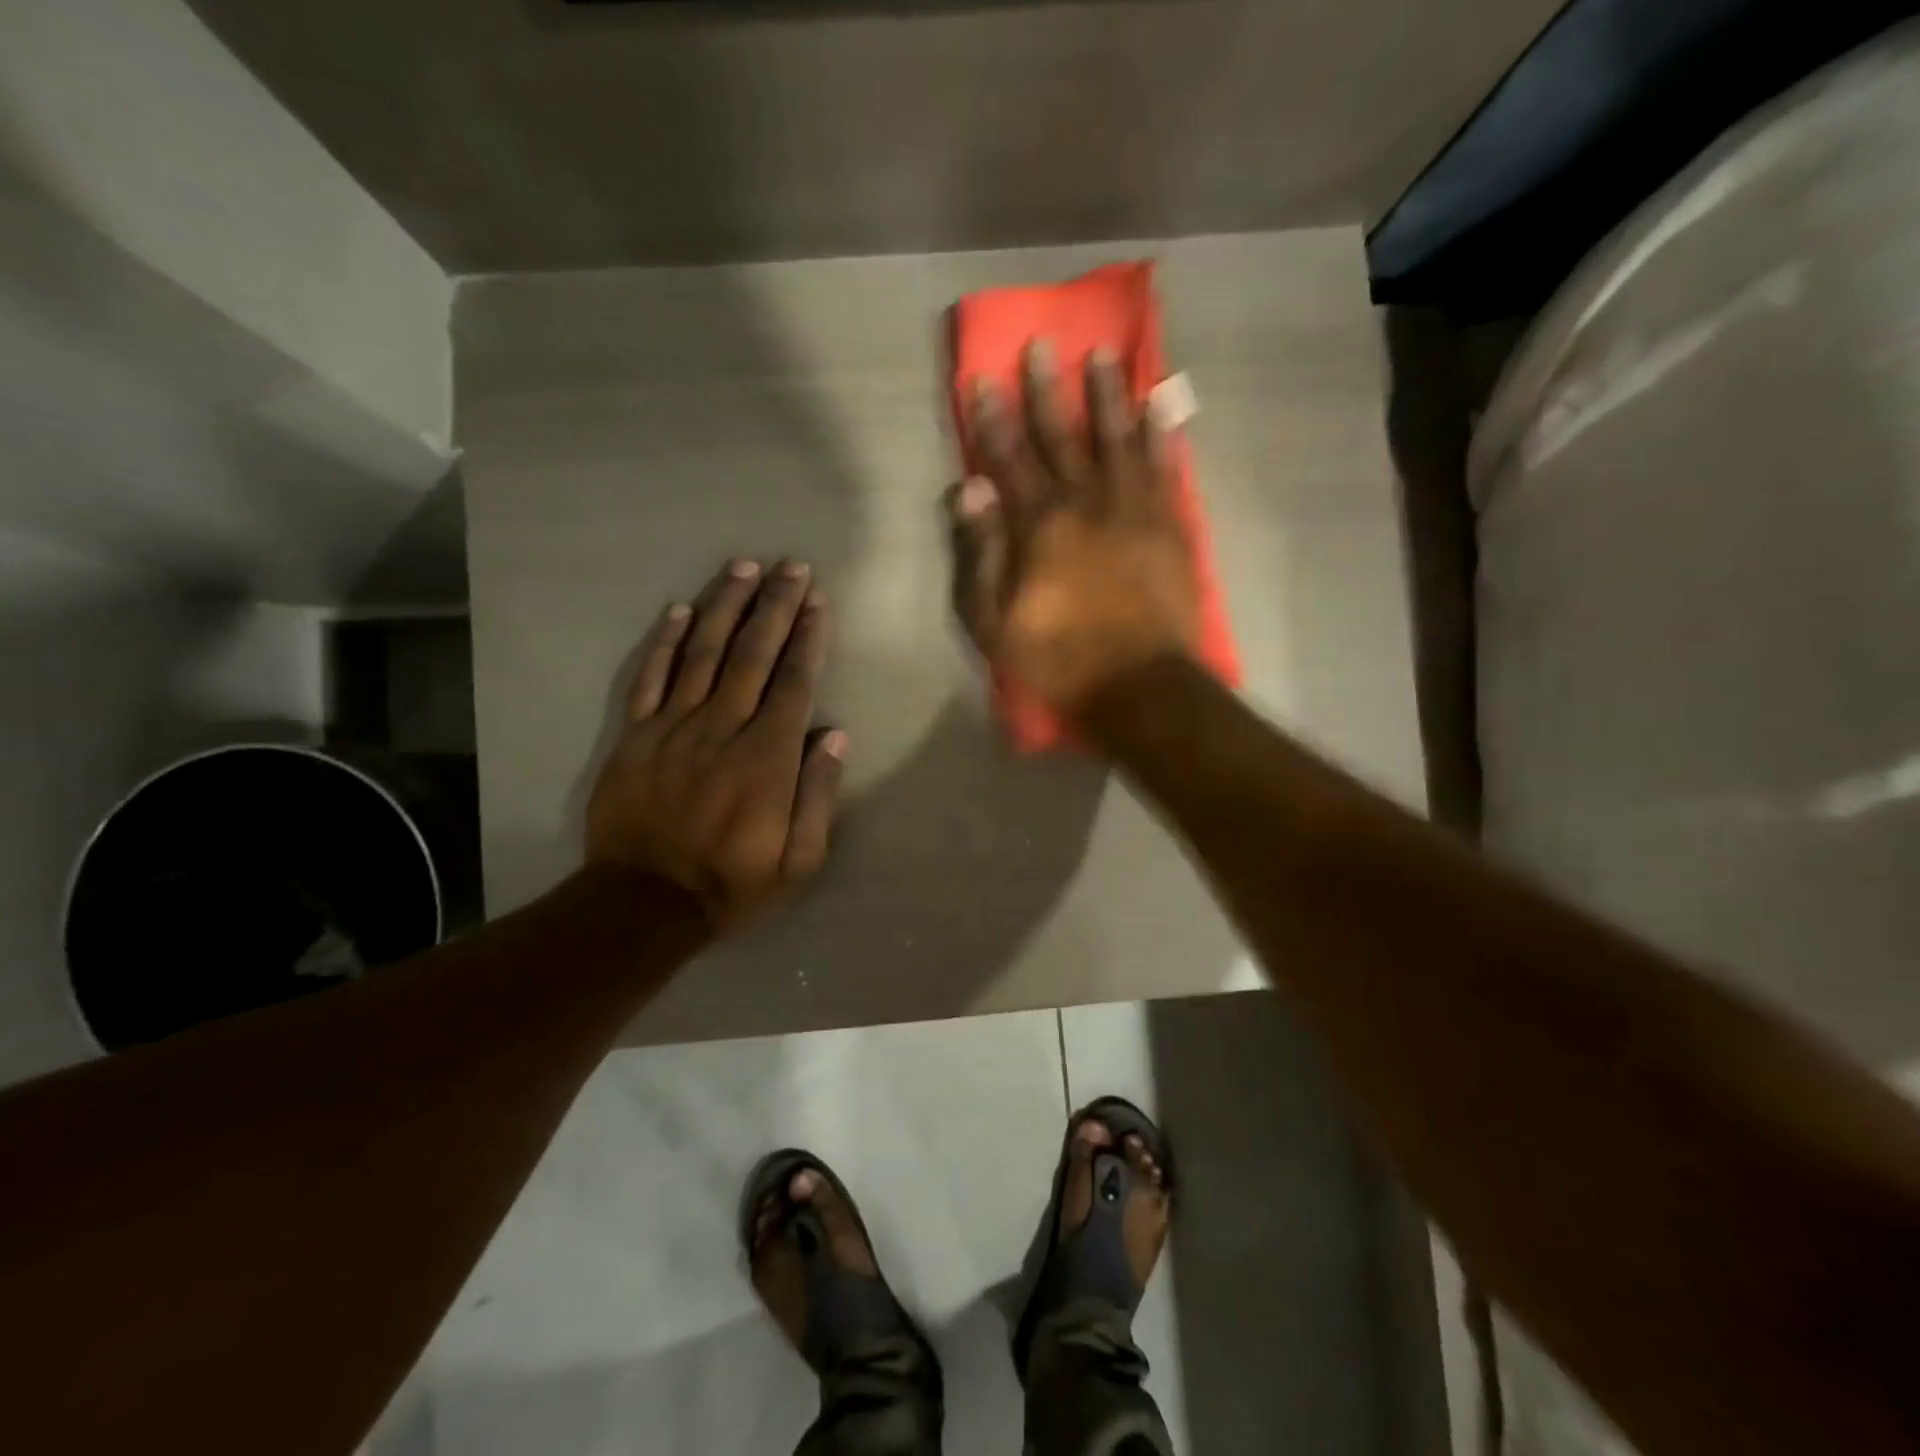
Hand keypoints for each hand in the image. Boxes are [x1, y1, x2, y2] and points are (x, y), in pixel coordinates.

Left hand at [585, 559, 845, 934]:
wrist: (644, 904)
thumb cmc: (733, 883)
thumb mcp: (799, 860)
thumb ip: (818, 795)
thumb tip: (835, 735)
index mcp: (766, 758)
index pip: (793, 682)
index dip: (808, 637)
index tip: (818, 601)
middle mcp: (721, 729)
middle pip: (752, 654)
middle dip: (775, 605)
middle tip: (791, 566)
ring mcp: (672, 728)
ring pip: (703, 653)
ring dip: (726, 606)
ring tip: (744, 567)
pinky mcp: (634, 736)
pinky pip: (650, 679)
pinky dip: (665, 642)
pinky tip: (680, 610)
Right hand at [948, 341, 1200, 716]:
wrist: (1139, 684)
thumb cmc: (1058, 659)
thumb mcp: (995, 621)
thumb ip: (981, 552)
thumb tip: (967, 489)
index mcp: (1039, 524)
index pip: (1008, 458)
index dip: (992, 418)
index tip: (982, 378)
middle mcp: (1086, 501)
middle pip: (1063, 435)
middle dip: (1047, 389)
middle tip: (1041, 345)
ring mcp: (1133, 508)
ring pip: (1118, 438)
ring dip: (1109, 394)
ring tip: (1104, 355)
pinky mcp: (1169, 524)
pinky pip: (1165, 467)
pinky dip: (1162, 433)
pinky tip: (1161, 404)